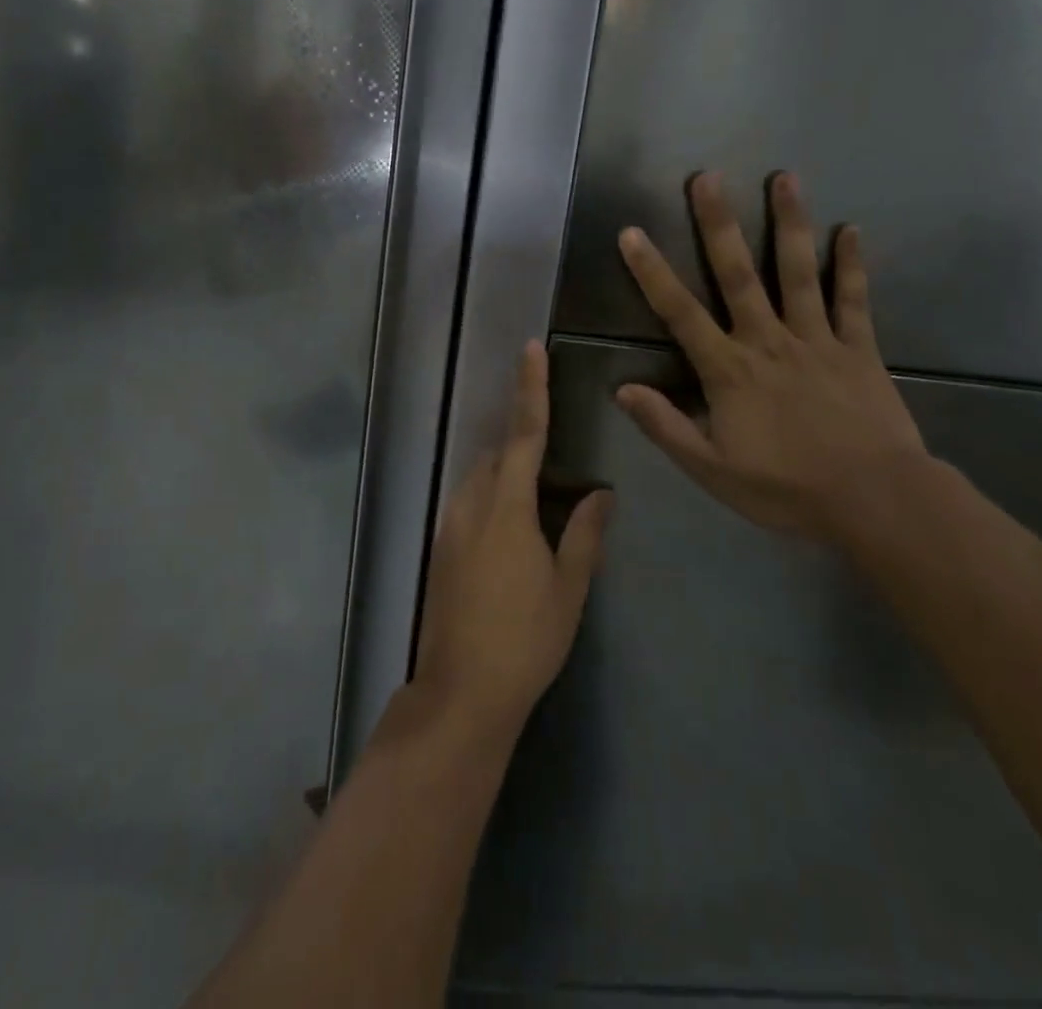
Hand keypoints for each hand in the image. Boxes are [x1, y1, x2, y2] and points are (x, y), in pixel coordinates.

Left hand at [412, 341, 613, 740]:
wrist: (463, 691)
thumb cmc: (525, 639)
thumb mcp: (569, 588)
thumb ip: (586, 534)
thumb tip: (603, 493)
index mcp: (507, 507)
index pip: (523, 434)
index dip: (530, 389)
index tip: (531, 349)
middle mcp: (471, 505)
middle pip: (495, 455)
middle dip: (520, 443)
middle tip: (552, 460)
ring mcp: (449, 527)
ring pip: (477, 479)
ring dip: (504, 474)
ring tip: (536, 501)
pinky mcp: (439, 550)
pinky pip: (467, 504)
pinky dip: (489, 499)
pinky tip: (508, 534)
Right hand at [615, 172, 926, 540]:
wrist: (875, 501)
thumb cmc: (786, 488)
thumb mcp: (711, 469)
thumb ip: (665, 426)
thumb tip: (622, 389)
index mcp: (729, 370)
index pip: (680, 312)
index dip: (652, 272)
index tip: (632, 232)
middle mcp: (768, 341)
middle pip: (738, 274)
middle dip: (719, 224)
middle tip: (707, 177)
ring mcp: (817, 339)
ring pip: (798, 272)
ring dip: (789, 224)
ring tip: (784, 178)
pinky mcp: (858, 348)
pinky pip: (853, 300)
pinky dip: (852, 265)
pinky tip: (852, 230)